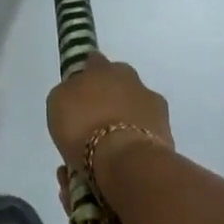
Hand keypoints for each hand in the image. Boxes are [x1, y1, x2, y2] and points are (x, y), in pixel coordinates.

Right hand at [46, 53, 173, 178]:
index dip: (86, 75)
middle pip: (118, 84)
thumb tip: (76, 92)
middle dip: (108, 97)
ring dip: (123, 121)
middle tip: (92, 121)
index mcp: (103, 68)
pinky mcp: (167, 132)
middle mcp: (132, 80)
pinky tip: (120, 162)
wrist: (126, 160)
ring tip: (106, 149)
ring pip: (134, 109)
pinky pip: (143, 134)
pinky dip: (133, 144)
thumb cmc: (84, 126)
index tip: (79, 90)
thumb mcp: (57, 103)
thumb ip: (68, 92)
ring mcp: (154, 105)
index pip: (93, 62)